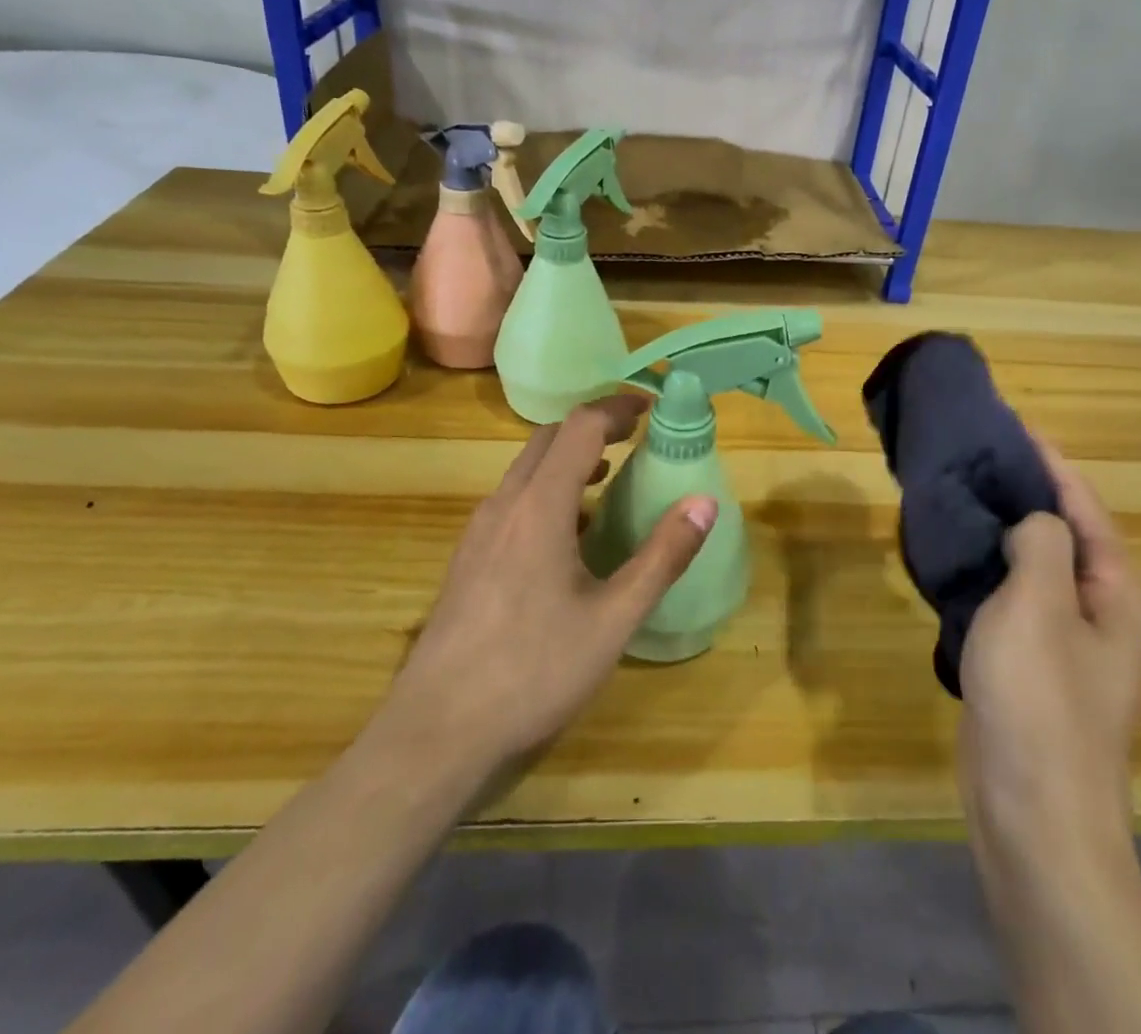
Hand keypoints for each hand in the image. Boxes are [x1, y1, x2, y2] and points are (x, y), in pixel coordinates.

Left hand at [371, 394, 718, 784]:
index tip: (651, 408)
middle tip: (634, 438)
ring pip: (525, 471)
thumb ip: (662, 556)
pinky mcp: (467, 560)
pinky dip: (546, 492)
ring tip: (607, 479)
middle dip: (592, 427)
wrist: (436, 732)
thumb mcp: (614, 619)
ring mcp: (478, 532)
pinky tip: (567, 537)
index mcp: (540, 506)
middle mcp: (504, 506)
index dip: (617, 408)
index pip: (579, 427)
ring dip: (567, 460)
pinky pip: (512, 502)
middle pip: (547, 439)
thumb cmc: (534, 671)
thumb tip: (705, 502)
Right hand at [957, 440, 1140, 860]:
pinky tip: (958, 555)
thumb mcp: (1039, 606)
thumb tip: (1034, 524)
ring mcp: (1069, 644)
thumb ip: (1042, 546)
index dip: (1050, 462)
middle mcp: (1104, 612)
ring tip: (962, 494)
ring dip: (1004, 531)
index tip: (1012, 424)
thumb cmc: (1040, 701)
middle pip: (1065, 533)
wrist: (1033, 813)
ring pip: (1036, 567)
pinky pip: (1016, 599)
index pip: (1085, 506)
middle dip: (1025, 492)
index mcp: (1118, 593)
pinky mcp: (1035, 667)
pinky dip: (991, 569)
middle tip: (976, 456)